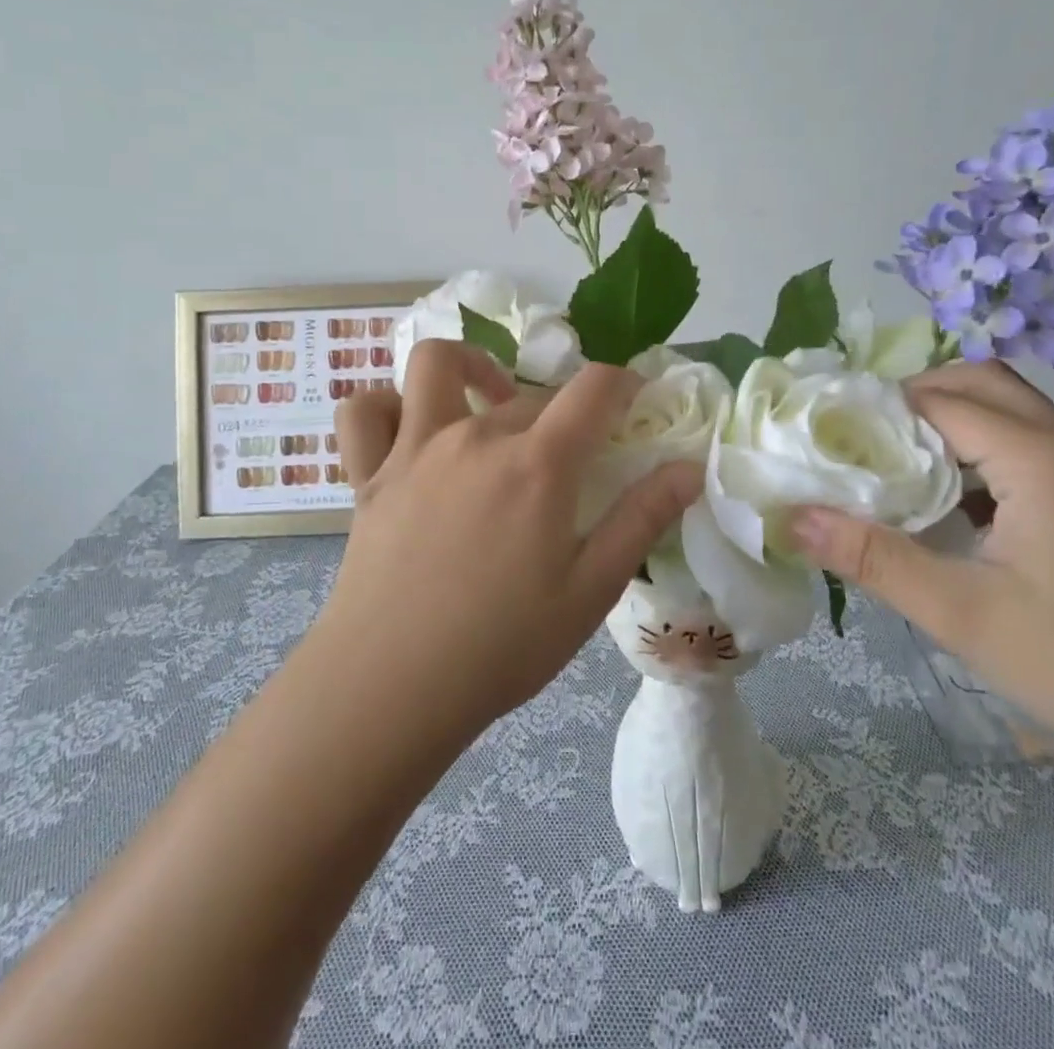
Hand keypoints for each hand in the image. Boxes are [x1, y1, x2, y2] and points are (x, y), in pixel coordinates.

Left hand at [323, 340, 703, 746]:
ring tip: (487, 401)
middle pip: (530, 392)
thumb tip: (689, 468)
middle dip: (562, 409)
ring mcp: (414, 449)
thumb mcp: (591, 590)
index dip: (624, 381)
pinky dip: (386, 406)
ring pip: (435, 365)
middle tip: (572, 453)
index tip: (635, 396)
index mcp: (537, 464)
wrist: (391, 687)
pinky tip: (408, 429)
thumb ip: (642, 519)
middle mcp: (475, 437)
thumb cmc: (502, 646)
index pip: (594, 388)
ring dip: (468, 366)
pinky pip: (365, 412)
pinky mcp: (369, 474)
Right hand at [790, 361, 1053, 784]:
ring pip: (1015, 411)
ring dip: (955, 420)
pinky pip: (1037, 446)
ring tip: (904, 464)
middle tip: (867, 437)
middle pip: (984, 382)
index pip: (941, 400)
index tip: (832, 431)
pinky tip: (964, 506)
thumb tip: (793, 517)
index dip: (880, 407)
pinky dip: (988, 449)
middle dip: (919, 395)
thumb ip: (873, 559)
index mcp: (1039, 460)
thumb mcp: (962, 614)